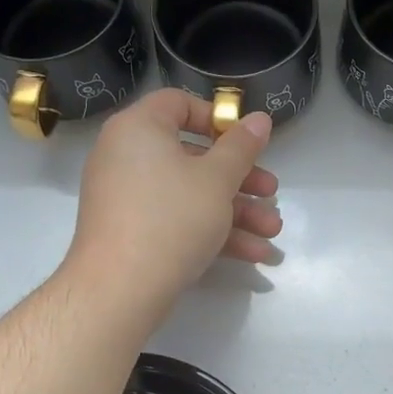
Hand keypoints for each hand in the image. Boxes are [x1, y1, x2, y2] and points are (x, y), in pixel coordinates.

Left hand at [66, 89, 281, 317]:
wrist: (120, 289)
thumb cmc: (171, 218)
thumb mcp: (217, 179)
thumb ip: (242, 147)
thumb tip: (259, 119)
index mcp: (139, 129)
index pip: (178, 104)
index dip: (218, 118)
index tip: (246, 142)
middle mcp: (126, 156)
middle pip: (193, 156)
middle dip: (241, 179)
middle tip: (271, 192)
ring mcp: (127, 197)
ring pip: (191, 194)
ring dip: (237, 212)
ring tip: (273, 231)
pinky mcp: (132, 232)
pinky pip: (176, 220)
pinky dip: (212, 231)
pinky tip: (254, 253)